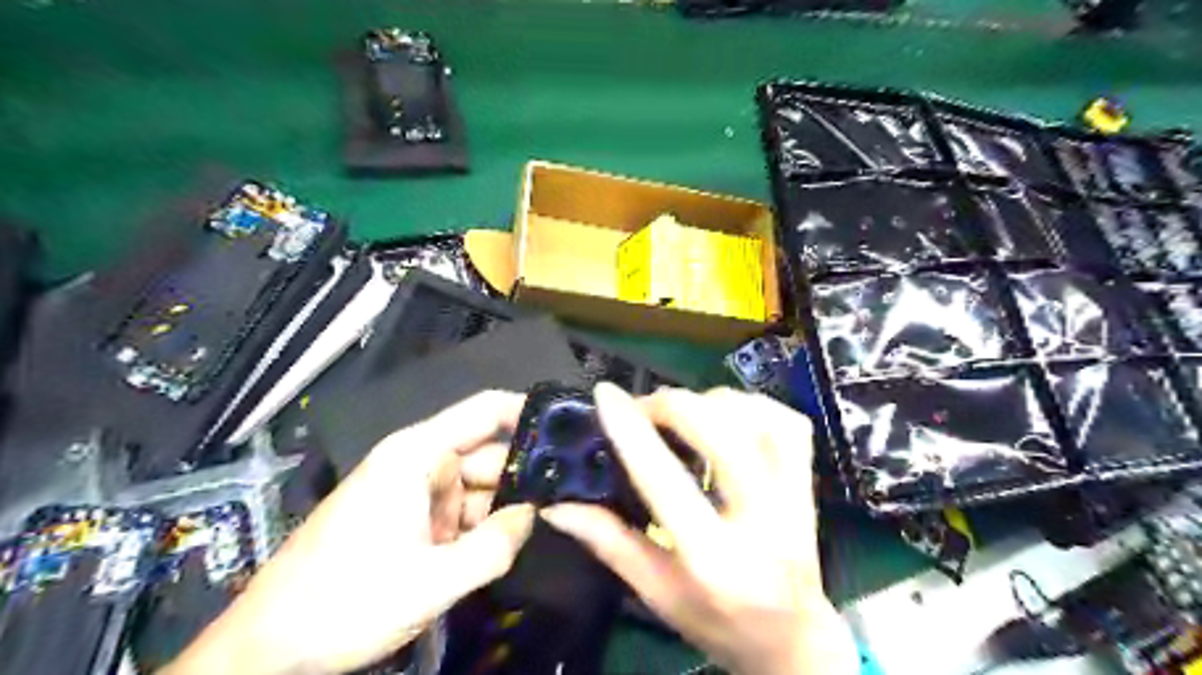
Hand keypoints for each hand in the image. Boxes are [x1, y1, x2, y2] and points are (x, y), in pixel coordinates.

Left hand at [163, 391, 533, 673]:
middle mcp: (416, 462)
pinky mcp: (404, 517)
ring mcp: (409, 490)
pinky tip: (500, 546)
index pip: (485, 410)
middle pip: (485, 452)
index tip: (569, 428)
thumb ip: (495, 546)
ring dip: (501, 506)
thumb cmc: (346, 603)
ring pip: (474, 486)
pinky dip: (478, 525)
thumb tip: (532, 515)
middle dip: (523, 474)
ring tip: (543, 524)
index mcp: (417, 454)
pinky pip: (455, 510)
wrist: (265, 651)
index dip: (528, 412)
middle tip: (569, 495)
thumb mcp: (432, 582)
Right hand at [539, 384, 858, 673]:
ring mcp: (796, 500)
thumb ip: (610, 544)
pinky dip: (753, 404)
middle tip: (643, 407)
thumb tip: (557, 506)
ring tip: (682, 410)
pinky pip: (788, 422)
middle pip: (722, 437)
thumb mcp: (657, 594)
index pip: (666, 483)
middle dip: (674, 407)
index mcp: (715, 561)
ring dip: (712, 401)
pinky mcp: (810, 484)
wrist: (793, 641)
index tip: (604, 395)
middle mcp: (764, 523)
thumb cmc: (718, 623)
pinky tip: (726, 413)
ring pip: (760, 420)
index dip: (632, 432)